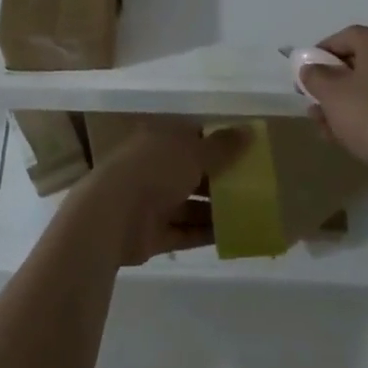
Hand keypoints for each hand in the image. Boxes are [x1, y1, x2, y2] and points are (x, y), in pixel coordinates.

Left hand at [70, 121, 248, 265]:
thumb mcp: (193, 152)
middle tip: (255, 186)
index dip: (218, 143)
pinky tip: (235, 236)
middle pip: (193, 172)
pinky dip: (206, 234)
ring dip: (216, 209)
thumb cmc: (154, 170)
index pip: (192, 137)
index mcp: (160, 139)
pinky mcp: (154, 233)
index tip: (247, 151)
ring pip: (191, 204)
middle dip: (220, 179)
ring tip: (252, 213)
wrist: (112, 215)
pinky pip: (186, 232)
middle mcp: (155, 167)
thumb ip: (222, 146)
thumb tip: (250, 131)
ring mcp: (153, 201)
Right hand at [299, 25, 367, 193]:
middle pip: (354, 64)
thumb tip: (311, 68)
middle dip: (329, 84)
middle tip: (311, 103)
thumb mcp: (332, 94)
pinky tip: (344, 138)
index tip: (304, 75)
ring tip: (323, 127)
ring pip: (366, 89)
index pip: (341, 37)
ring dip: (341, 105)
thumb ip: (315, 76)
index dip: (318, 54)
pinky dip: (362, 116)